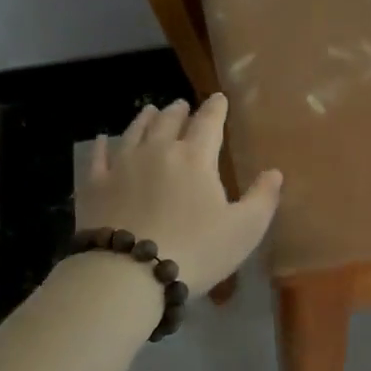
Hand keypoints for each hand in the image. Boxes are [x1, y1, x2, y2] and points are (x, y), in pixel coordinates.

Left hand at [78, 95, 282, 293]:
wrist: (128, 273)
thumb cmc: (195, 251)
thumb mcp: (244, 230)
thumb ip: (262, 198)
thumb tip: (275, 172)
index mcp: (196, 158)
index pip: (209, 123)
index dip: (216, 108)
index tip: (219, 98)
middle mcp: (158, 151)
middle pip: (169, 122)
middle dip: (179, 111)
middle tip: (182, 105)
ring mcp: (122, 165)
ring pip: (134, 132)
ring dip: (145, 119)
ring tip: (150, 110)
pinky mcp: (95, 185)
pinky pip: (98, 157)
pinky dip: (101, 145)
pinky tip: (101, 139)